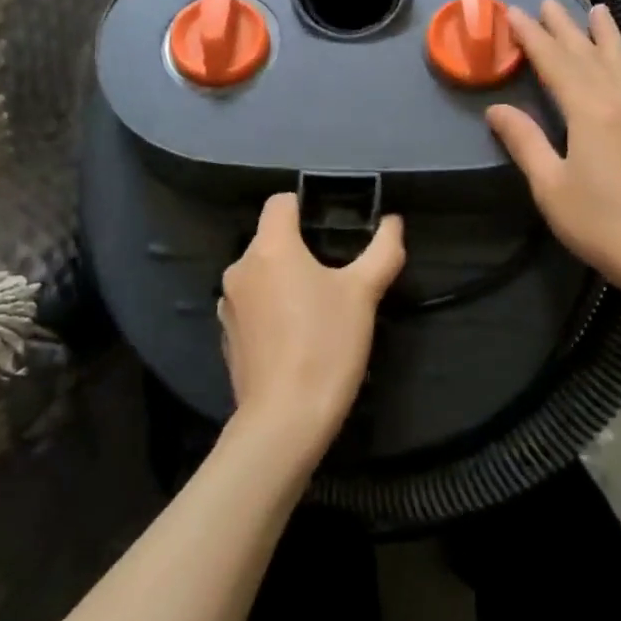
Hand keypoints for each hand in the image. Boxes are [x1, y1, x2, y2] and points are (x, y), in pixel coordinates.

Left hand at [218, 192, 406, 462]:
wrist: (286, 418)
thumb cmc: (326, 345)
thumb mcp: (364, 294)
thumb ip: (382, 250)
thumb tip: (393, 222)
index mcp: (270, 248)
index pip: (280, 202)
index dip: (307, 206)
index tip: (334, 229)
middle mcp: (239, 268)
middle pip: (271, 239)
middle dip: (302, 248)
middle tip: (337, 273)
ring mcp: (229, 304)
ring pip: (261, 273)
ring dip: (285, 280)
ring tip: (319, 307)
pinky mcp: (227, 335)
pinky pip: (253, 305)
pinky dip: (272, 308)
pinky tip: (296, 335)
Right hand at [487, 0, 620, 314]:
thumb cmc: (601, 223)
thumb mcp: (551, 186)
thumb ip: (525, 142)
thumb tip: (497, 109)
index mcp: (589, 113)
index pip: (556, 64)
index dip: (533, 38)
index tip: (513, 13)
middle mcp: (618, 103)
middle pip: (588, 56)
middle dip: (565, 28)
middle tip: (546, 2)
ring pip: (619, 64)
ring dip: (604, 35)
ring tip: (597, 9)